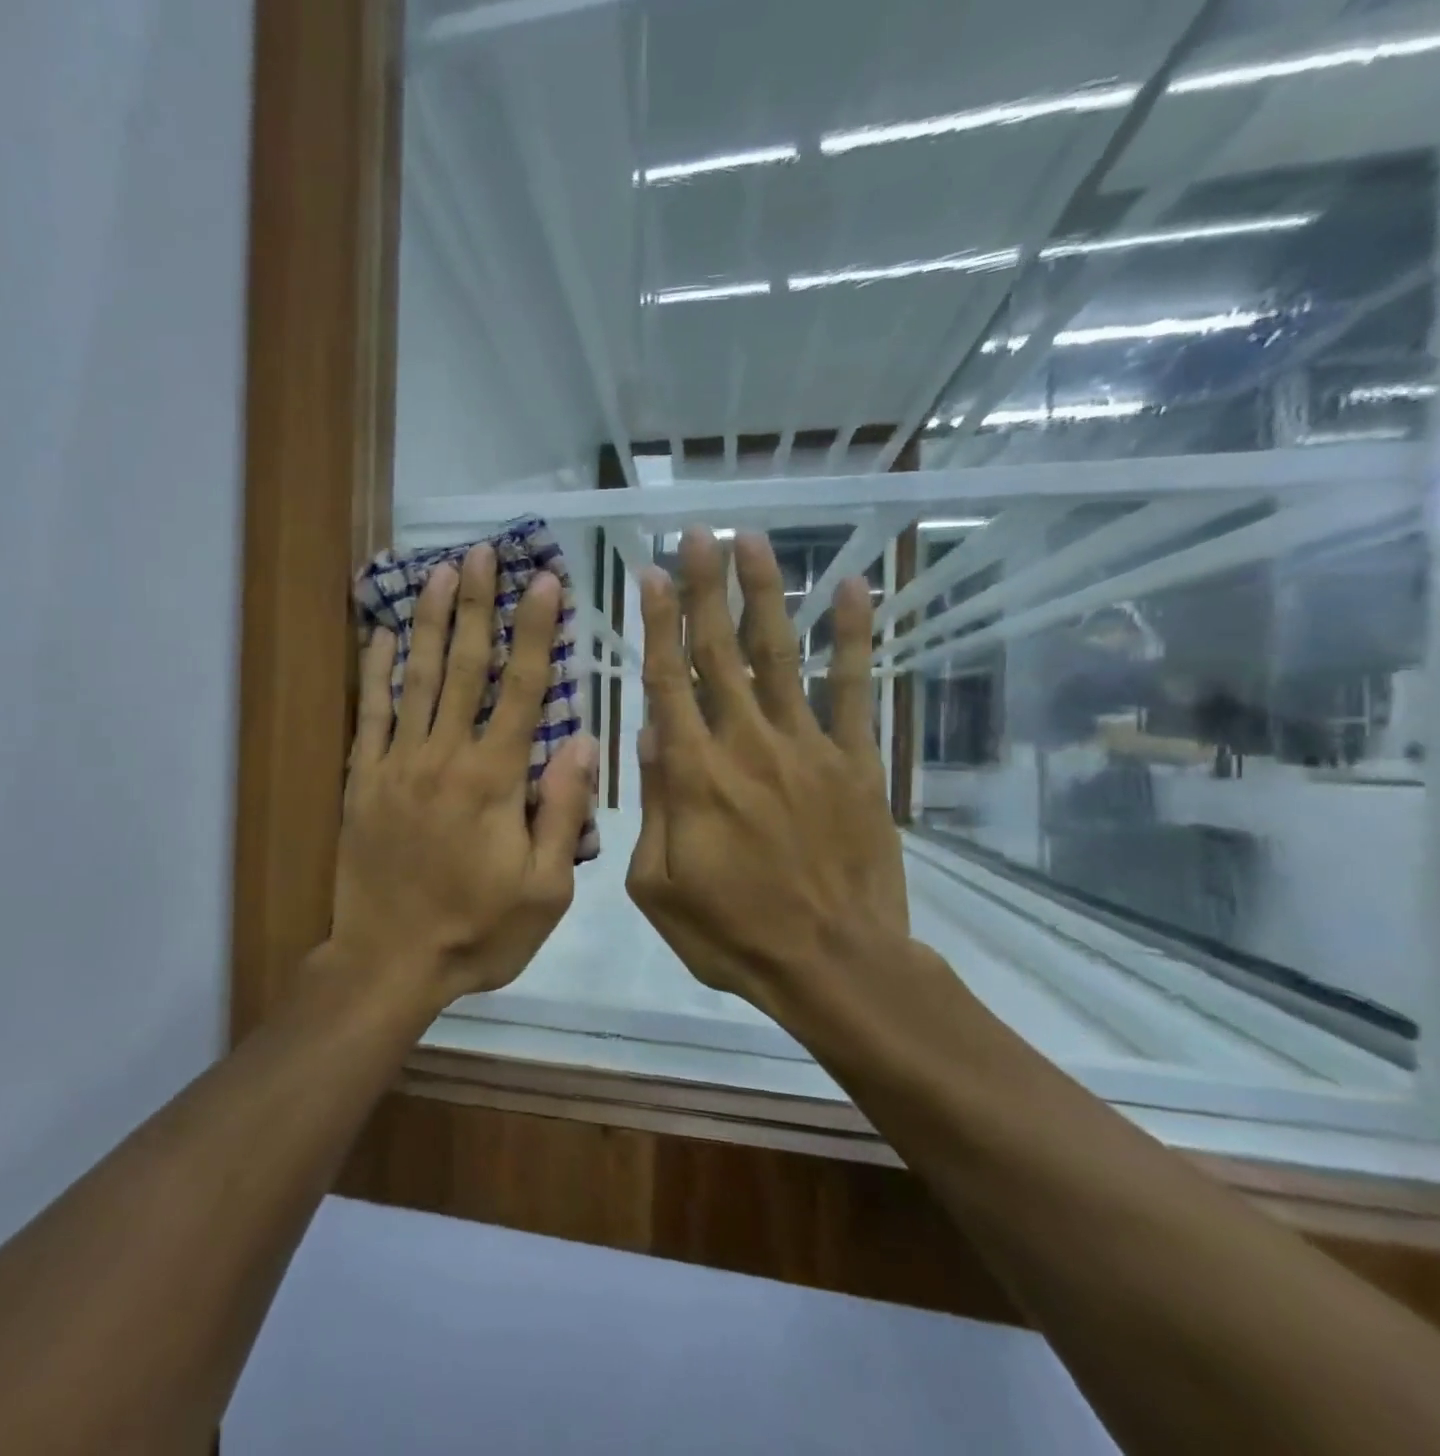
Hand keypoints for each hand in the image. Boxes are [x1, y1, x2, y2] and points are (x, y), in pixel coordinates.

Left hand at [332, 543, 598, 1004]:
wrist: (389, 962)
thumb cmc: (477, 932)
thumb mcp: (545, 891)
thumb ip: (562, 812)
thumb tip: (582, 741)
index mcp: (495, 780)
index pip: (523, 689)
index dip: (536, 632)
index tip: (545, 581)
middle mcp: (445, 757)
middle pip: (464, 666)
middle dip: (477, 605)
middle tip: (482, 552)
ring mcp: (397, 764)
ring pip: (415, 677)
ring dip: (428, 620)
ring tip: (439, 571)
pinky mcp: (363, 780)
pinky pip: (369, 714)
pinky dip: (375, 670)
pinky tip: (379, 632)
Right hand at [624, 528, 910, 1019]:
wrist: (834, 965)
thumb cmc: (732, 933)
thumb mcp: (657, 887)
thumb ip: (648, 809)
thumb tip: (647, 739)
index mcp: (693, 776)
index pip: (668, 683)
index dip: (657, 625)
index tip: (648, 576)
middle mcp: (746, 745)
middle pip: (719, 653)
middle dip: (703, 589)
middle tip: (695, 534)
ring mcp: (807, 748)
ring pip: (779, 655)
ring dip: (764, 594)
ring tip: (752, 540)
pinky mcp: (856, 761)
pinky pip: (855, 689)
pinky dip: (852, 637)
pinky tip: (849, 588)